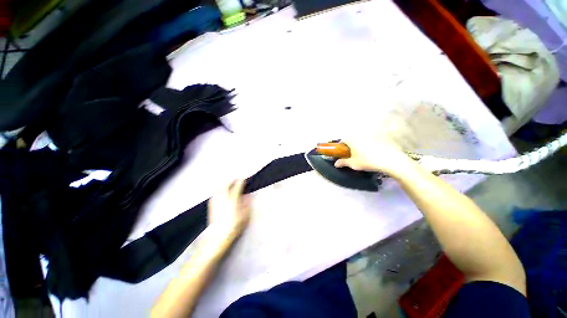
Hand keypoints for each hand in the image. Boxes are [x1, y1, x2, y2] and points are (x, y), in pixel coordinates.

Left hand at [207, 179, 250, 241]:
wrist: (219, 235)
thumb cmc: (235, 225)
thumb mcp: (245, 215)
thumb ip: (246, 204)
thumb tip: (246, 196)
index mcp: (232, 200)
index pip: (236, 187)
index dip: (240, 182)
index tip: (243, 179)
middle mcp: (223, 198)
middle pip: (225, 185)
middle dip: (231, 180)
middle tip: (235, 180)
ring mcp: (216, 202)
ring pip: (218, 188)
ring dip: (224, 184)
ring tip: (228, 184)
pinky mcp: (211, 206)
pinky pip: (214, 194)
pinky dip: (218, 190)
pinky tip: (220, 192)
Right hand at [334, 138, 415, 177]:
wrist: (389, 160)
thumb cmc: (367, 161)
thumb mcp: (353, 164)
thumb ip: (343, 162)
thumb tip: (336, 163)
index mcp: (352, 140)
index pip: (342, 140)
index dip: (340, 147)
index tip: (341, 153)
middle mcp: (360, 136)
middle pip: (351, 140)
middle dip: (349, 147)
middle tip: (351, 156)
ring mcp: (370, 137)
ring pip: (361, 141)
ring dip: (358, 147)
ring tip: (361, 156)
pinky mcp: (379, 139)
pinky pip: (369, 142)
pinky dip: (367, 147)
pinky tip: (371, 155)